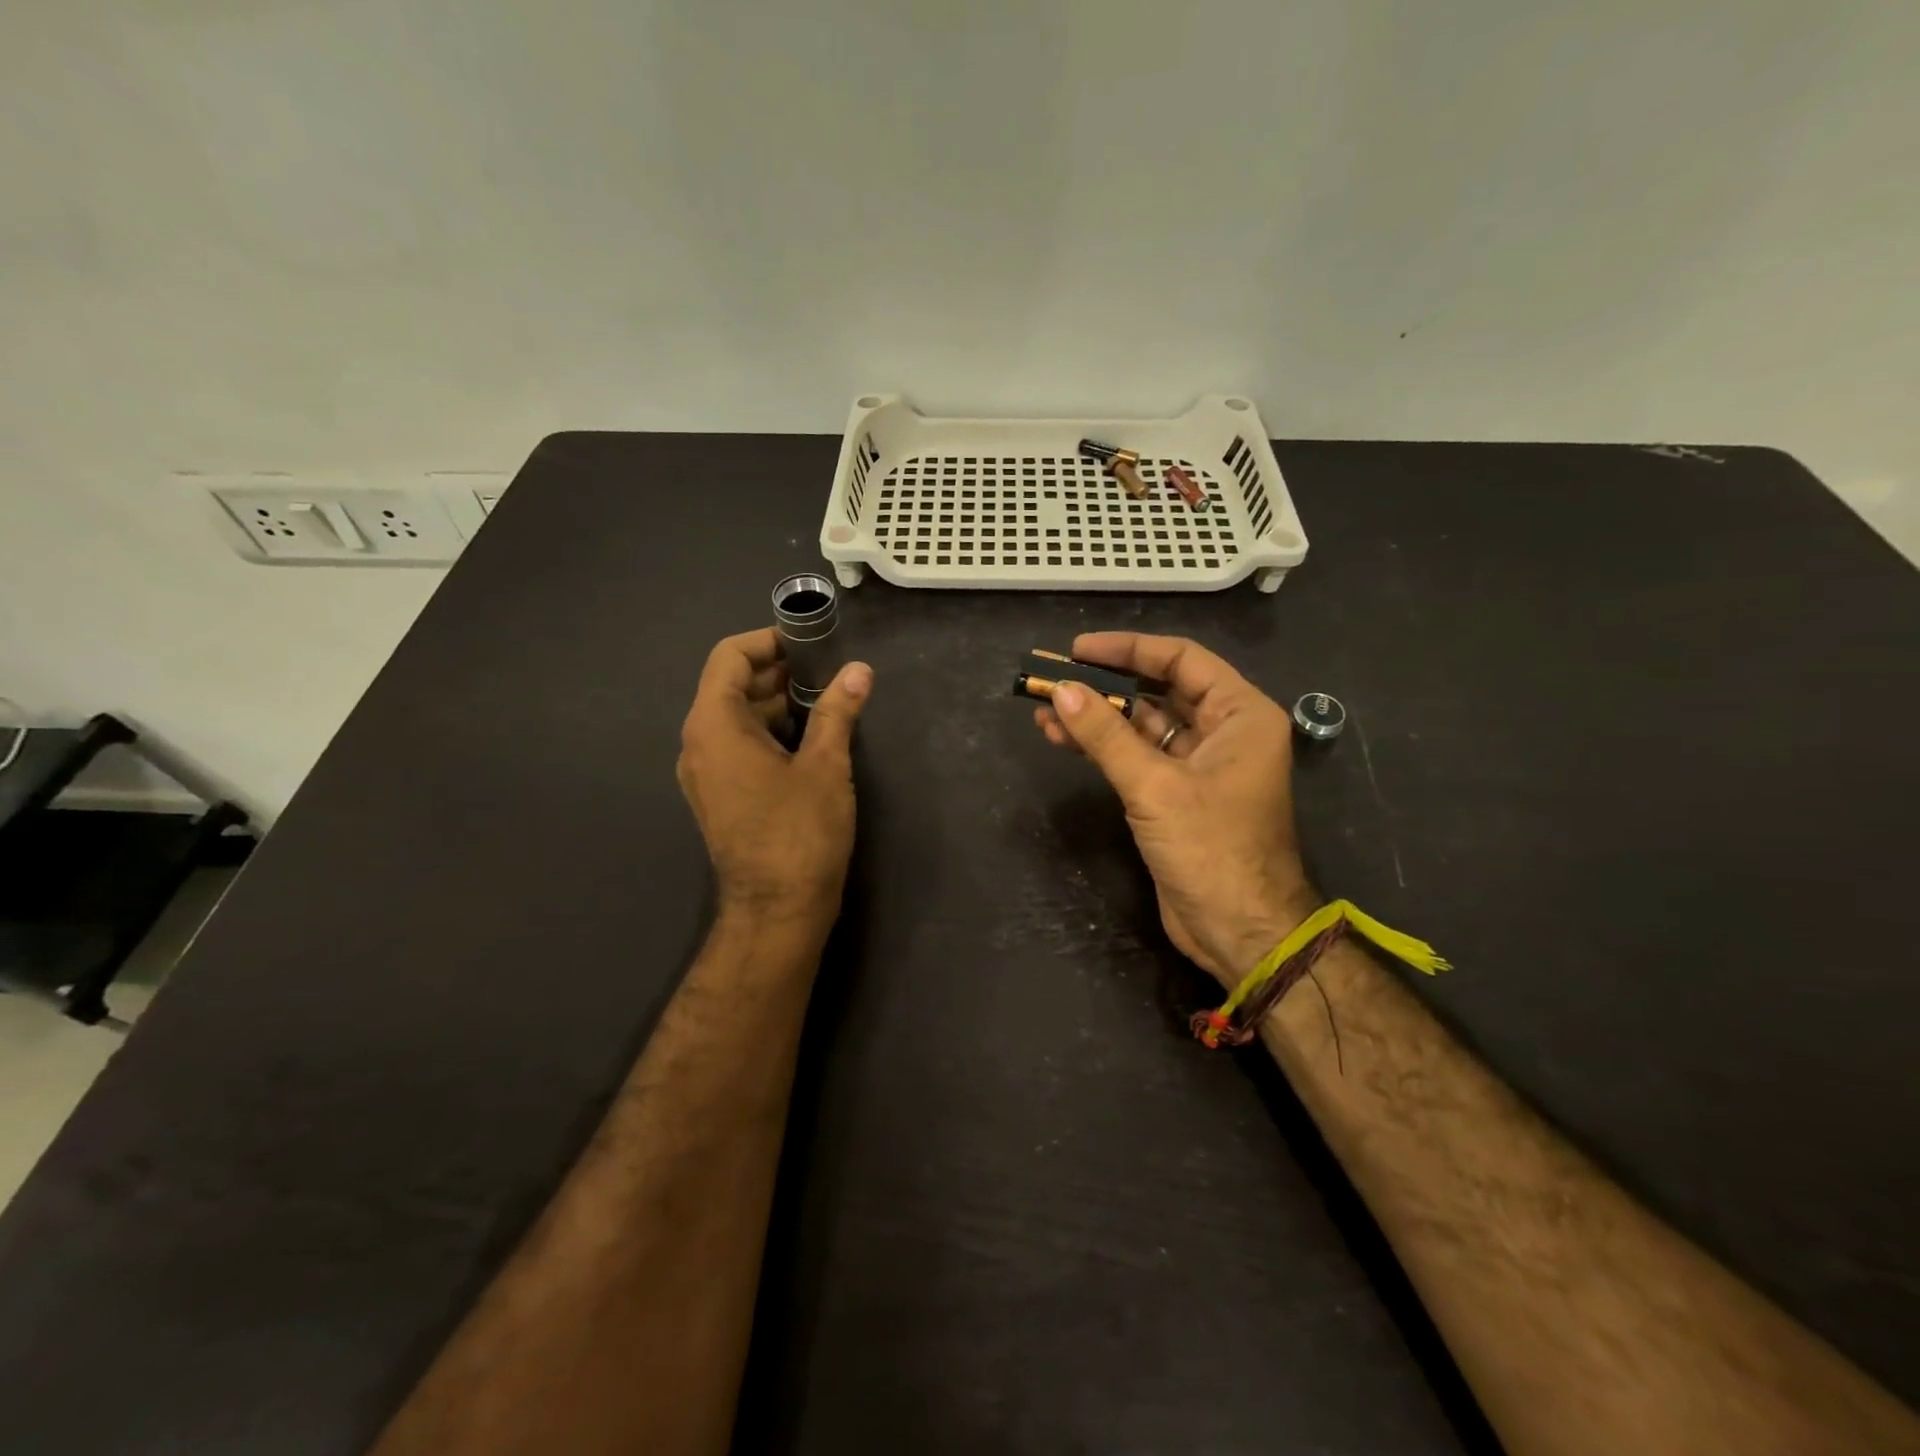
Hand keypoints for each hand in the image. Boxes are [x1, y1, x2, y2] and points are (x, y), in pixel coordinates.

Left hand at [677, 628, 872, 926]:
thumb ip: (837, 711)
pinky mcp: (718, 797)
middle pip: (730, 686)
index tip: (809, 641)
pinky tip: (809, 739)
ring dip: (775, 703)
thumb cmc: (800, 832)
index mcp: (714, 725)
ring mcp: (705, 773)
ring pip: (735, 718)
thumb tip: (859, 671)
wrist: (777, 911)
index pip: (730, 658)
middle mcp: (698, 743)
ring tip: (825, 701)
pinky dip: (768, 732)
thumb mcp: (825, 766)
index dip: (767, 640)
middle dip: (777, 672)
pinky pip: (737, 747)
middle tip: (827, 670)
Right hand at [1034, 633, 1317, 984]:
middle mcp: (1223, 731)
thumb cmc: (1212, 849)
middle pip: (1157, 690)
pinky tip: (1061, 738)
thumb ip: (1106, 736)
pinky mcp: (1175, 794)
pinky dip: (1101, 748)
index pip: (1181, 660)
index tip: (1079, 649)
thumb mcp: (1155, 787)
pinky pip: (1135, 757)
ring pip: (1141, 726)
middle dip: (1105, 685)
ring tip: (1044, 709)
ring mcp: (1198, 764)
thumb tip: (1062, 690)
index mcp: (1241, 714)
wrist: (1239, 931)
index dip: (1128, 649)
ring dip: (1096, 718)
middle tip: (1055, 677)